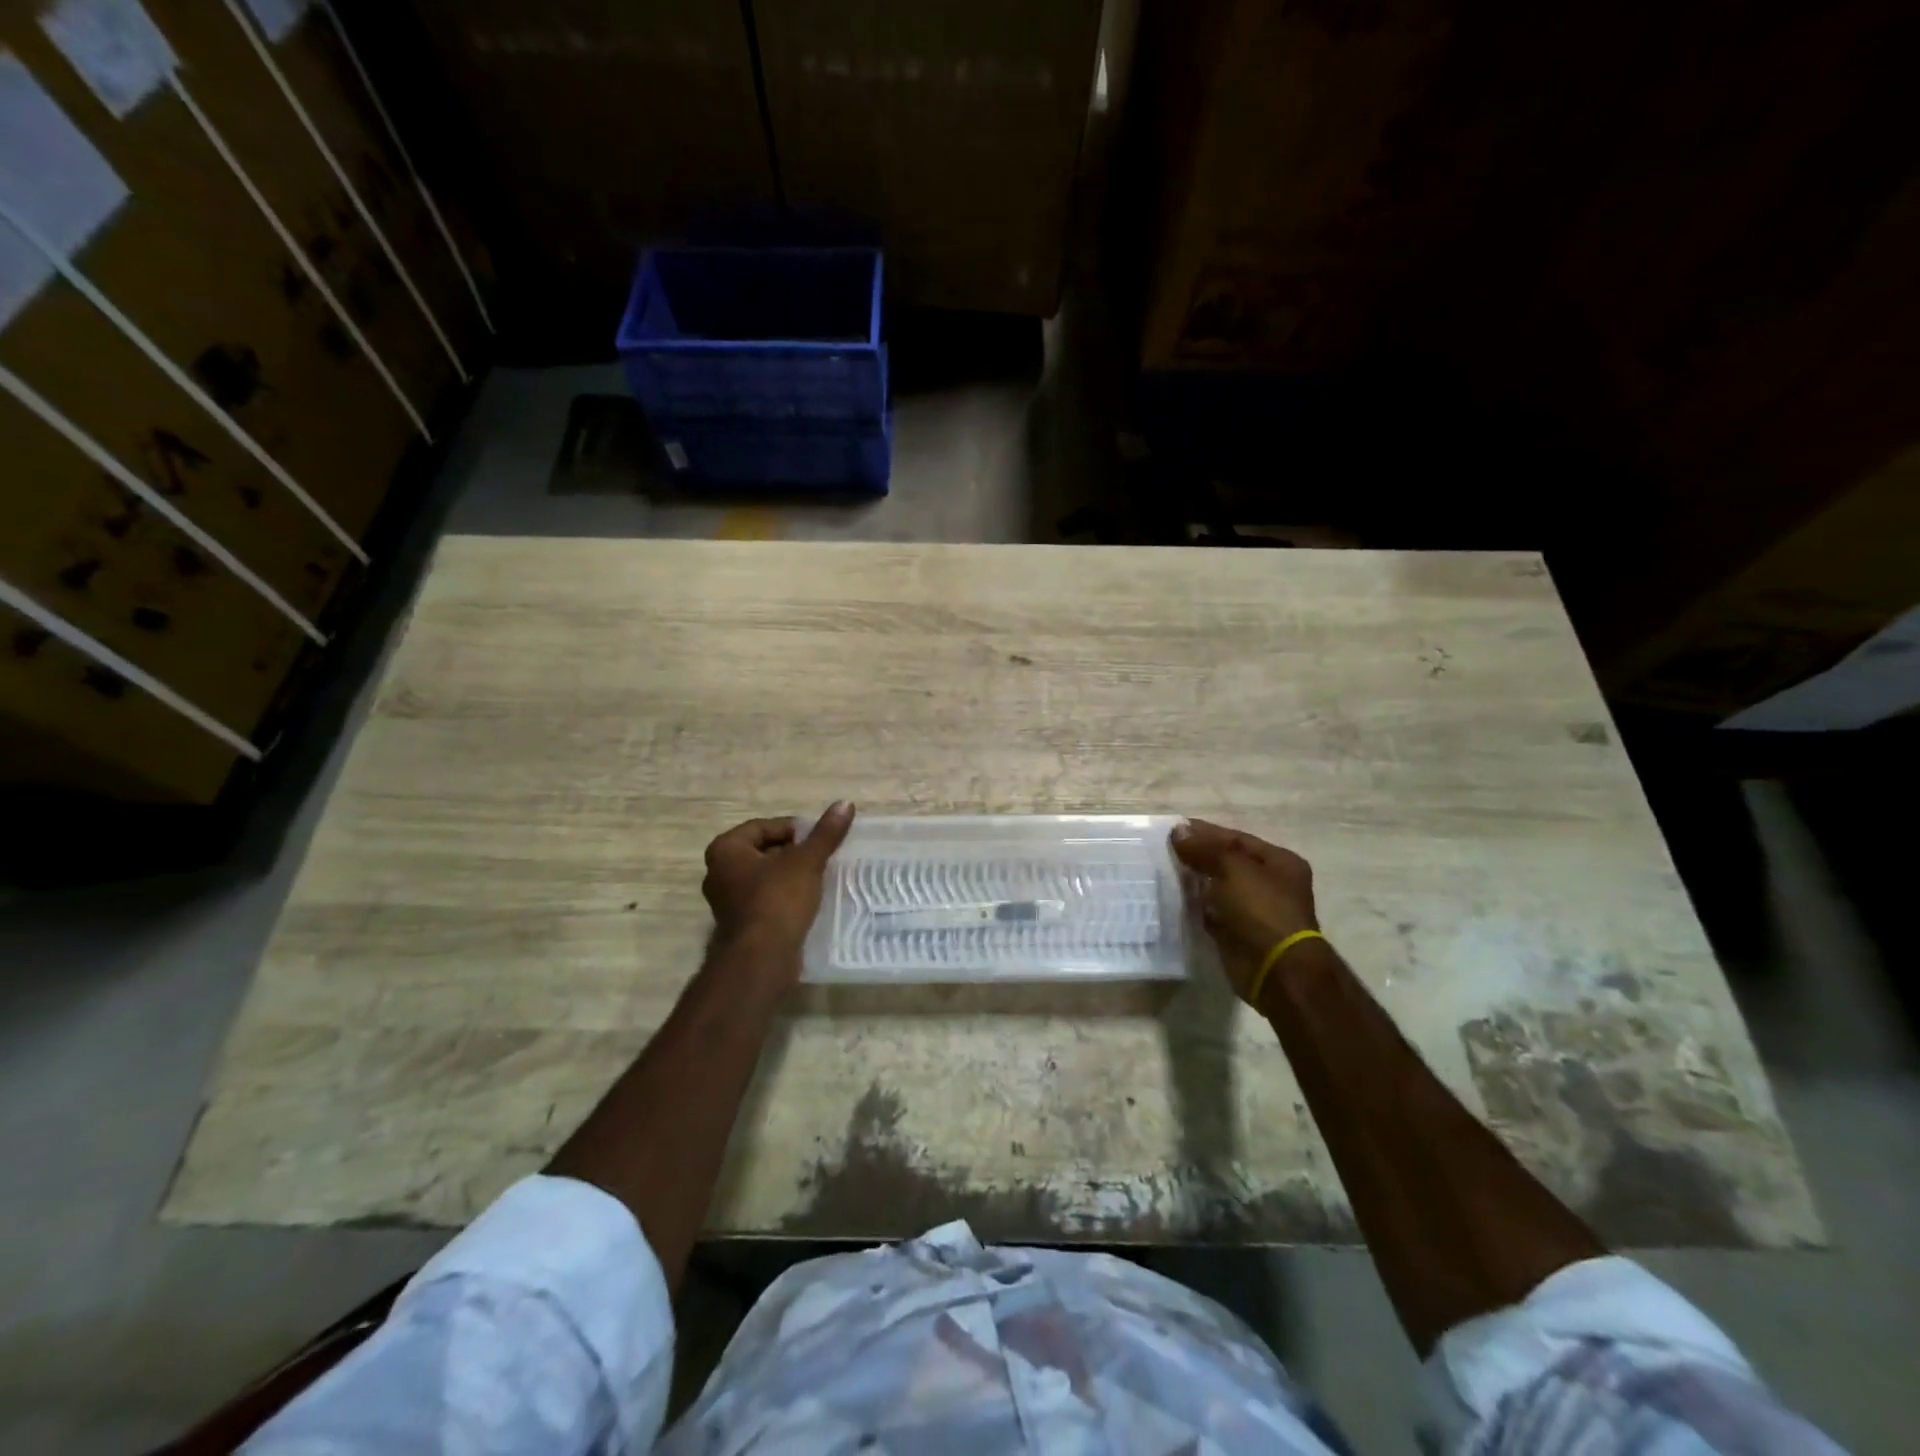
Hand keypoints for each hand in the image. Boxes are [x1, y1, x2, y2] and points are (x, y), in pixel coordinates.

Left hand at [702, 802, 855, 957]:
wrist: (761, 959)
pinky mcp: (740, 924)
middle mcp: (718, 872)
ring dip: (790, 875)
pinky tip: (808, 901)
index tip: (818, 839)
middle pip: (763, 851)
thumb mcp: (806, 861)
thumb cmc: (777, 900)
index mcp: (726, 850)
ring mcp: (727, 901)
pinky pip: (765, 899)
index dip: (794, 829)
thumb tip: (845, 803)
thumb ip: (825, 833)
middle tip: (821, 856)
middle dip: (793, 852)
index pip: (763, 826)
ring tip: (819, 877)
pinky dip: (785, 896)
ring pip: (765, 877)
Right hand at [1171, 819, 1320, 1005]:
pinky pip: (1211, 911)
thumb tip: (1178, 830)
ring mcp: (1253, 910)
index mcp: (1279, 862)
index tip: (1174, 829)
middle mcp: (1269, 884)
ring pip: (1217, 887)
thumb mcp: (1234, 868)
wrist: (1275, 970)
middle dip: (1198, 856)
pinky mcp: (1236, 933)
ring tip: (1161, 870)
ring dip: (1193, 881)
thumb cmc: (1262, 910)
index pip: (1237, 839)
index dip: (1206, 832)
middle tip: (1163, 849)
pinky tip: (1172, 897)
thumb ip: (1205, 848)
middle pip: (1226, 862)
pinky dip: (1194, 905)